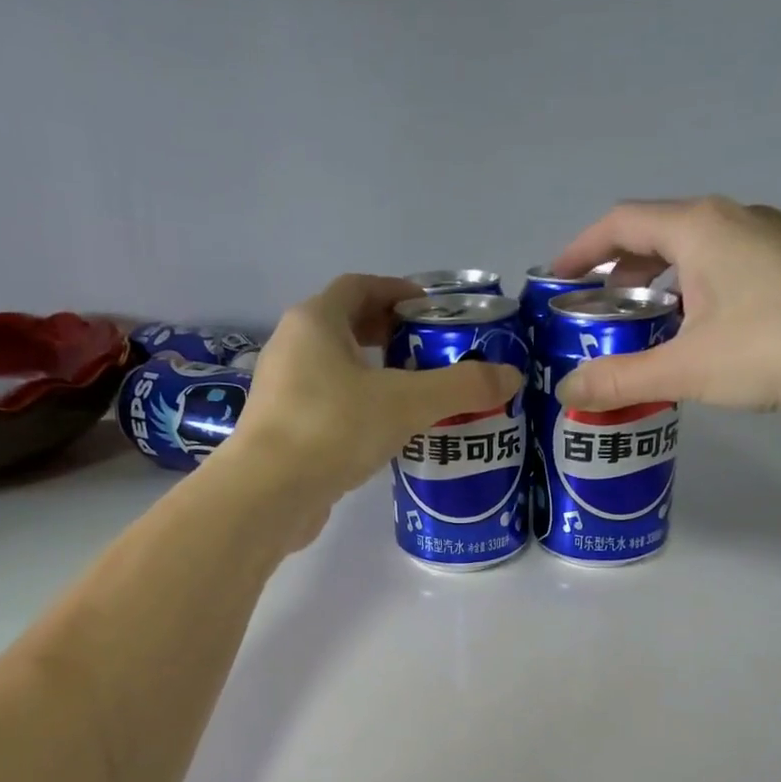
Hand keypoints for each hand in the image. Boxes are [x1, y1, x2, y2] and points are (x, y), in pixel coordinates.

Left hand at [223, 274, 522, 506]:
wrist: (269, 494)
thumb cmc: (333, 428)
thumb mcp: (405, 403)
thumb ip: (460, 387)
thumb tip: (511, 376)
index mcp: (315, 321)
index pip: (360, 287)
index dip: (398, 292)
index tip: (432, 310)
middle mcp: (292, 348)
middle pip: (347, 327)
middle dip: (390, 336)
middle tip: (431, 354)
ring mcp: (283, 392)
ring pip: (337, 371)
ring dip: (375, 376)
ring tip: (417, 396)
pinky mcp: (284, 431)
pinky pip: (329, 406)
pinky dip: (359, 409)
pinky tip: (387, 434)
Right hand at [549, 197, 780, 414]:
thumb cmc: (775, 346)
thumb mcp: (686, 368)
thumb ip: (620, 380)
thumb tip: (566, 390)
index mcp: (699, 228)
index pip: (620, 223)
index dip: (580, 251)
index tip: (553, 284)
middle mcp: (731, 219)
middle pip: (654, 236)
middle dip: (615, 275)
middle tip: (591, 319)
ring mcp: (767, 240)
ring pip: (690, 256)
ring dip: (654, 288)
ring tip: (635, 334)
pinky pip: (720, 271)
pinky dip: (688, 296)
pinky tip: (691, 338)